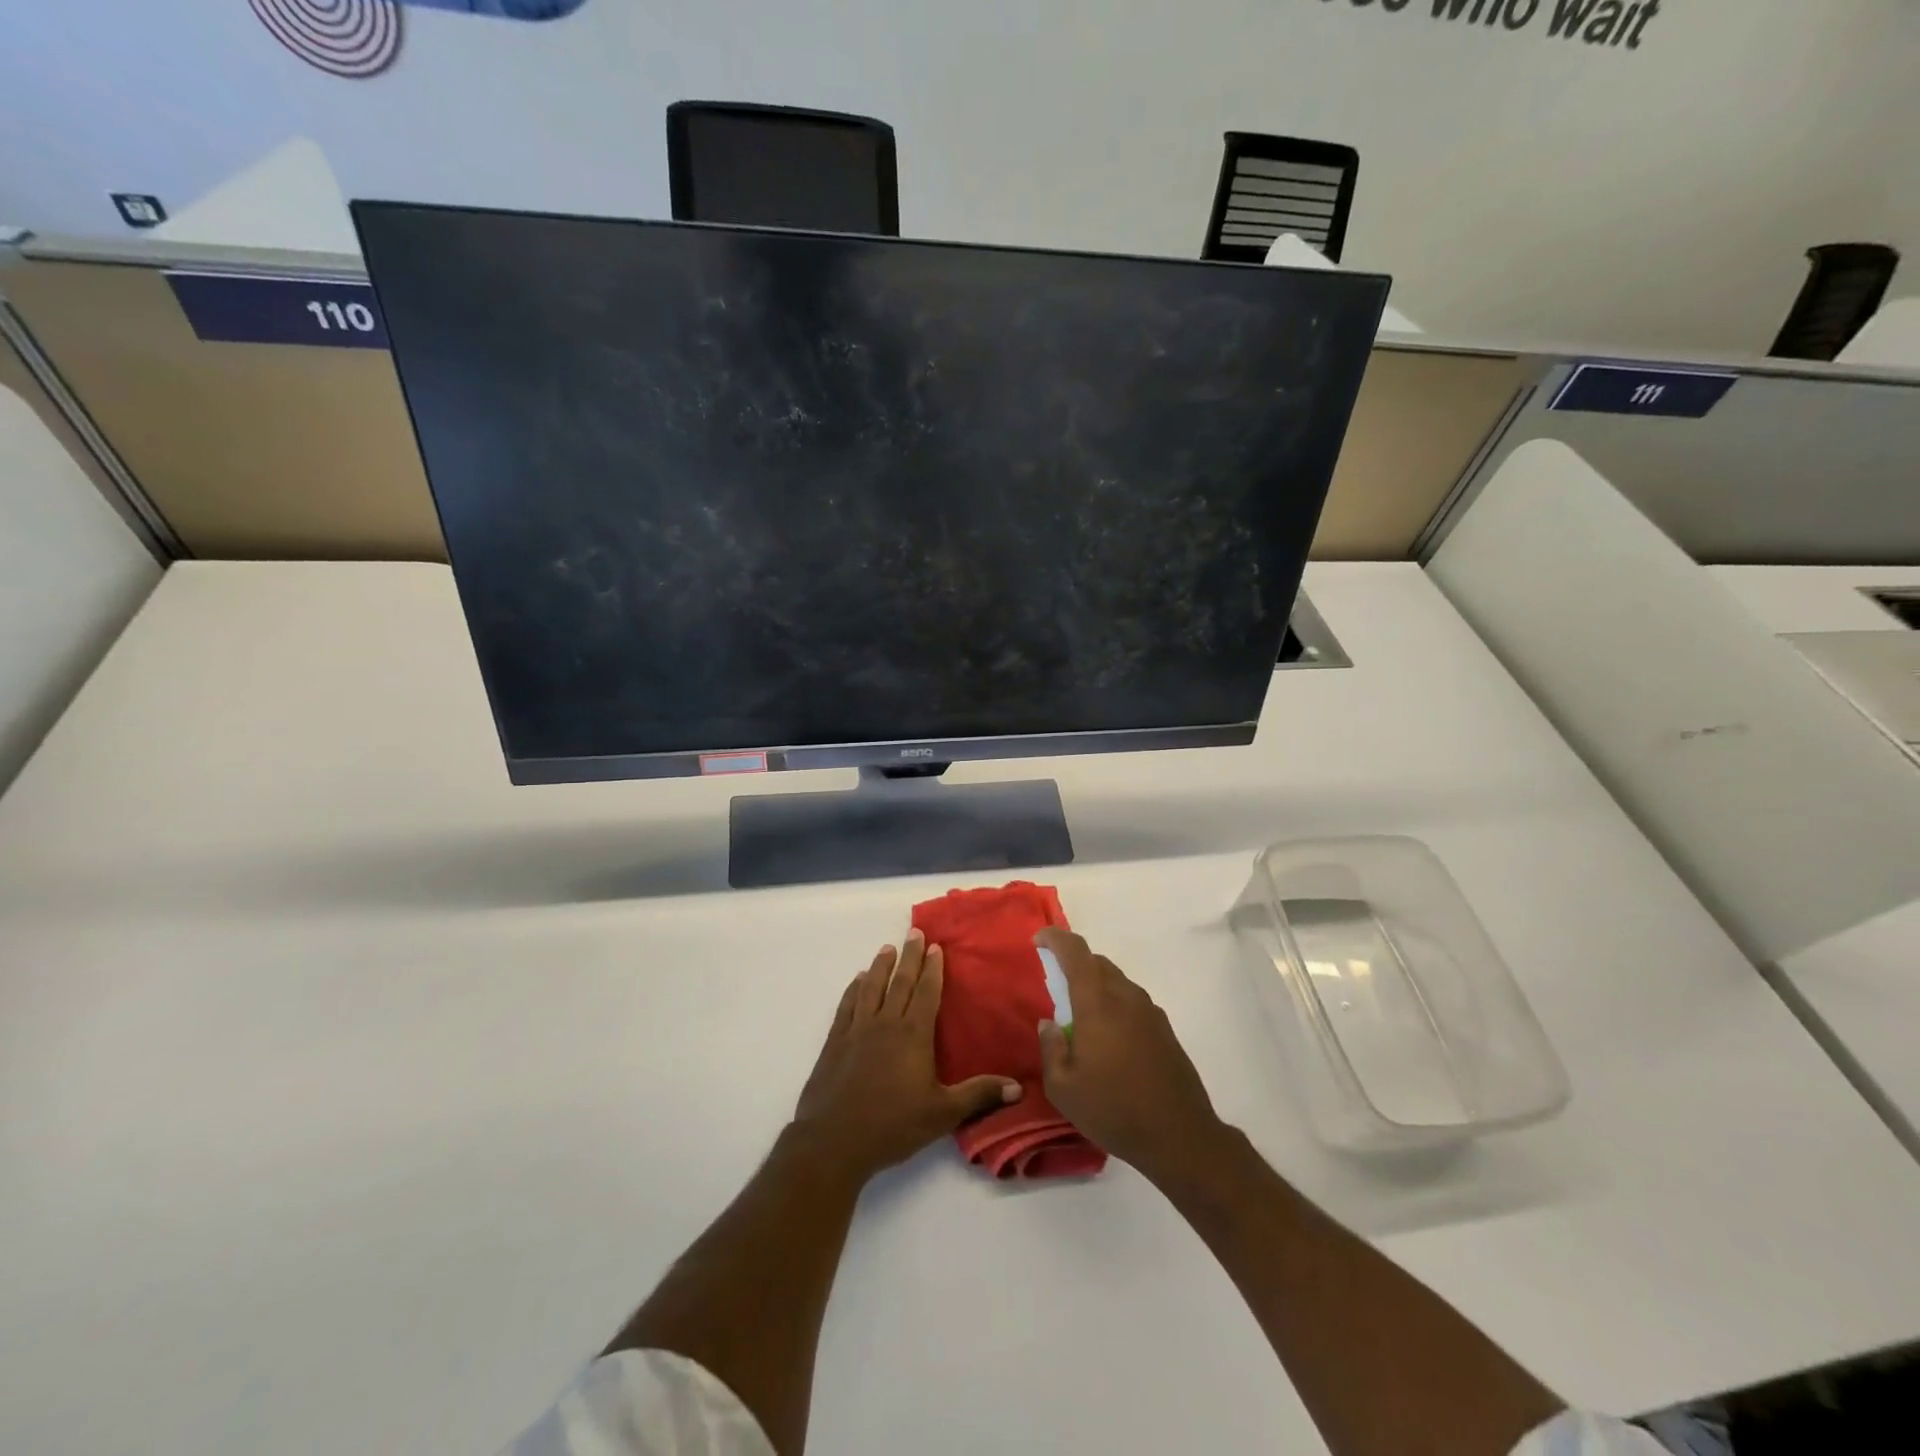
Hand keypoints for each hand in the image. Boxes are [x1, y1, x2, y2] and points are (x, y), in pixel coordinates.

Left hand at [794, 929, 1020, 1184]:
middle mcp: (886, 1023)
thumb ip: (979, 1095)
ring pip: (871, 987)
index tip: (935, 946)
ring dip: (881, 966)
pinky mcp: (835, 1042)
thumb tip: (1019, 1087)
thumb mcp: (943, 1113)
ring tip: (887, 949)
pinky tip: (857, 981)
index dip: (933, 968)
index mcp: (914, 1034)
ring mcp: (857, 1030)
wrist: (834, 1141)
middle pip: (900, 982)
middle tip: (914, 933)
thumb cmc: (893, 1126)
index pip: (927, 992)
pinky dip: (853, 989)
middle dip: (909, 956)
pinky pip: (847, 1006)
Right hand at [1035, 927, 1224, 1181]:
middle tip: (1057, 983)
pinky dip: (1115, 1004)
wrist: (1179, 1136)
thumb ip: (1051, 1049)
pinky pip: (1132, 1002)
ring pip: (1117, 982)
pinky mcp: (1165, 1030)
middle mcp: (1126, 997)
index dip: (1056, 939)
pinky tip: (1110, 1038)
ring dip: (1097, 985)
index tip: (1039, 940)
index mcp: (1098, 1003)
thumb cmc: (1113, 1110)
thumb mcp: (1063, 1088)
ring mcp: (1150, 1012)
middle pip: (1098, 963)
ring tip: (1082, 1015)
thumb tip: (1049, 1024)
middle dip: (1075, 963)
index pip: (1076, 952)